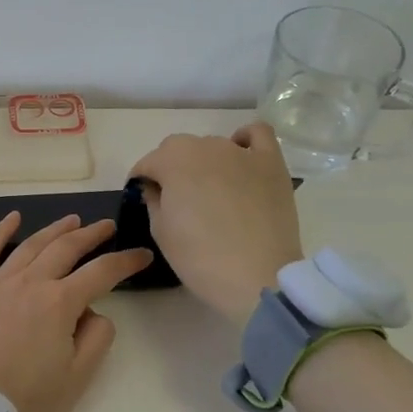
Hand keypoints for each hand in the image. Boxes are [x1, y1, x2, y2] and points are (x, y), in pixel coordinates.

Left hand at [0, 213, 152, 411]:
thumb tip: (95, 312)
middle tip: (107, 226)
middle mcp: (30, 282)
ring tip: (72, 220)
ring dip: (55, 230)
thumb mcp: (76, 378)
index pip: (102, 272)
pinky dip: (0, 231)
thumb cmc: (25, 401)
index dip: (126, 261)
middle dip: (91, 235)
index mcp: (60, 303)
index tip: (143, 255)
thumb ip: (96, 339)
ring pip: (30, 245)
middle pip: (66, 249)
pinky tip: (13, 218)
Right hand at [130, 123, 303, 326]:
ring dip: (204, 161)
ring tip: (210, 191)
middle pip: (178, 149)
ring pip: (212, 145)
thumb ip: (153, 200)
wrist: (257, 277)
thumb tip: (154, 187)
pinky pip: (257, 134)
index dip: (141, 182)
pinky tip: (241, 157)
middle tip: (176, 200)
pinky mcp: (271, 162)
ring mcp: (240, 152)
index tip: (143, 199)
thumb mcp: (161, 232)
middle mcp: (205, 146)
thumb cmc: (200, 257)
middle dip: (170, 168)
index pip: (147, 163)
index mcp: (172, 161)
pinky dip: (245, 140)